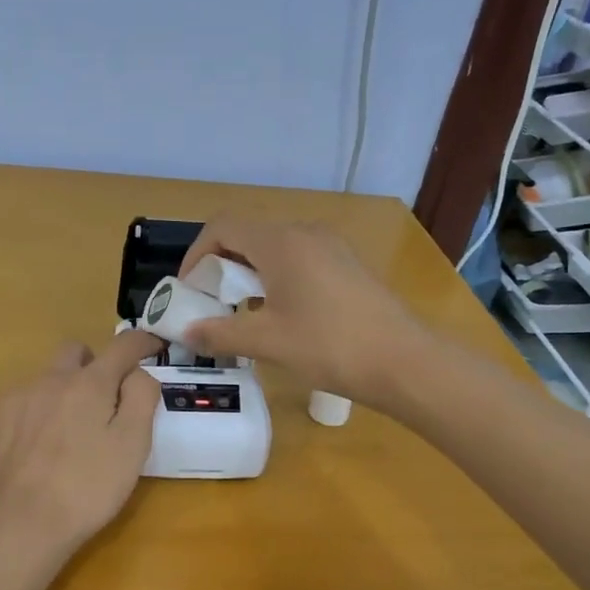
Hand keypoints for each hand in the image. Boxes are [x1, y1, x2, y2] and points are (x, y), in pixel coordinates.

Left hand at [0, 331, 163, 561]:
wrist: (19, 525)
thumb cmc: (87, 488)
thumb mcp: (133, 446)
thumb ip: (141, 397)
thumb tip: (137, 373)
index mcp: (89, 383)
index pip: (122, 346)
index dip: (141, 342)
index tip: (152, 347)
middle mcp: (49, 379)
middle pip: (75, 352)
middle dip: (93, 366)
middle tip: (103, 402)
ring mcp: (14, 397)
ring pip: (44, 379)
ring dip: (60, 393)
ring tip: (64, 436)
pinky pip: (17, 402)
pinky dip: (31, 414)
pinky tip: (32, 449)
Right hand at [178, 217, 430, 411]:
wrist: (404, 361)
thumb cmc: (329, 346)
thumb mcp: (266, 341)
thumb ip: (219, 333)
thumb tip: (185, 332)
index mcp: (280, 242)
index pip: (222, 227)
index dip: (196, 253)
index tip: (188, 288)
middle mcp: (304, 233)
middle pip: (247, 235)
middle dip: (220, 265)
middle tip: (210, 302)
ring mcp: (330, 247)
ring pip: (273, 248)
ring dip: (248, 273)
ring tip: (242, 312)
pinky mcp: (346, 265)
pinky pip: (298, 259)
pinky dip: (275, 277)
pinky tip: (280, 314)